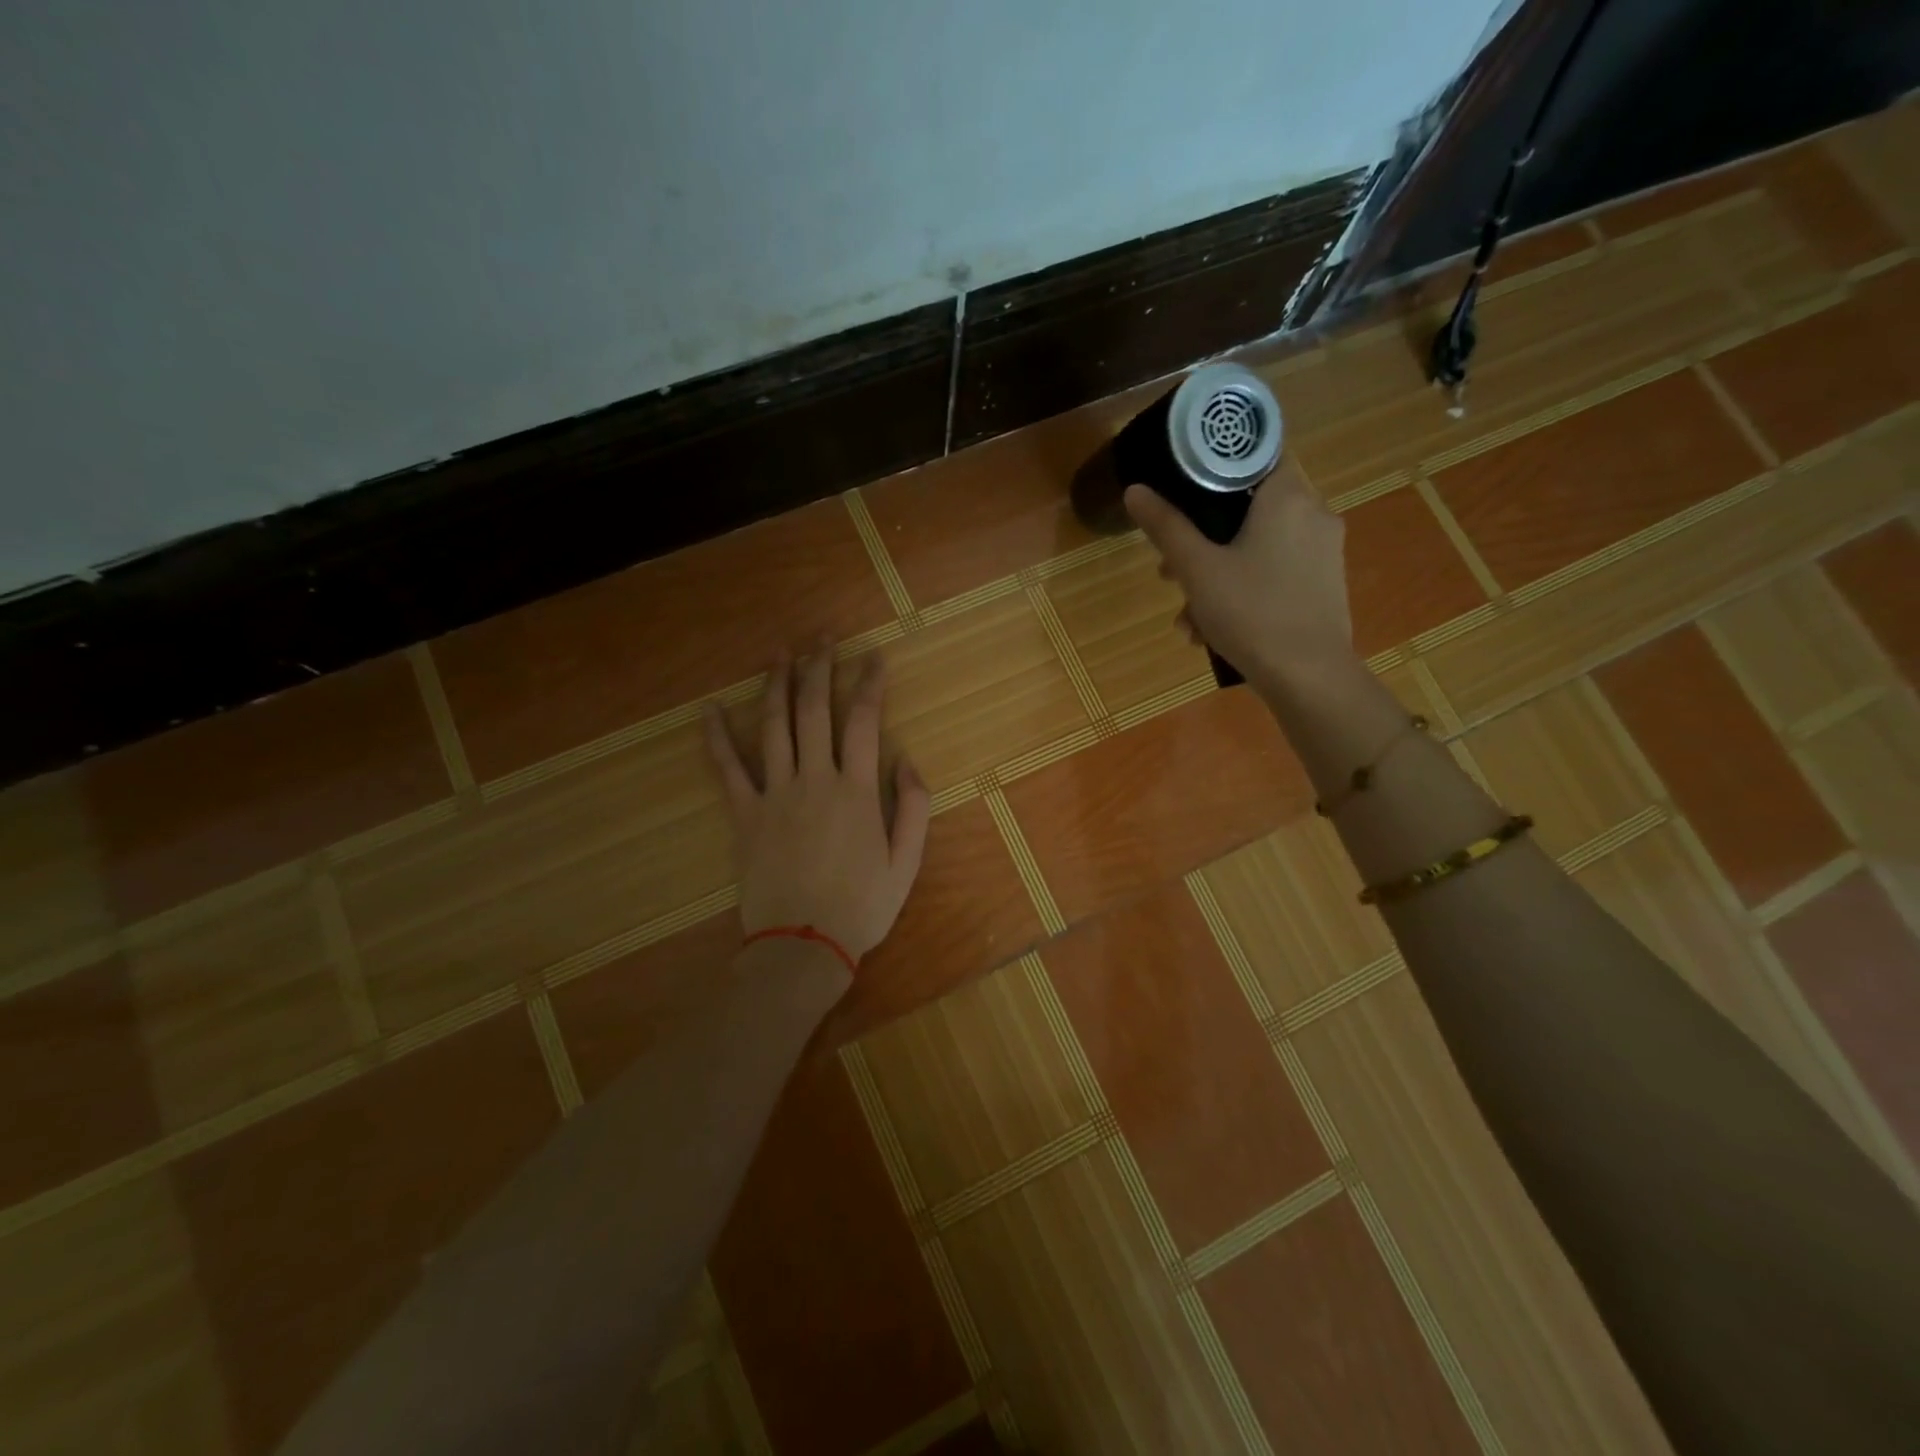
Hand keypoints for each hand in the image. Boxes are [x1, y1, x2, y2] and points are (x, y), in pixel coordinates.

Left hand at [702, 642, 930, 972]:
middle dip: (819, 667)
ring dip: (777, 685)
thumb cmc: (861, 907)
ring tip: (781, 653)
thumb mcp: (906, 862)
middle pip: (814, 710)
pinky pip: (727, 769)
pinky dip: (716, 737)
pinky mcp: (744, 814)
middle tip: (822, 637)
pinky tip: (709, 709)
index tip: (874, 657)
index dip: (869, 683)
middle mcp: (814, 779)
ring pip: (774, 726)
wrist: (803, 945)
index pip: (863, 721)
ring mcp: (775, 794)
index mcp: (856, 790)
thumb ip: (913, 807)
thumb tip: (907, 761)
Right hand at [1124, 470, 1354, 693]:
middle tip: (1169, 570)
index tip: (1184, 488)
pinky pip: (1275, 571)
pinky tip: (1213, 629)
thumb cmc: (1251, 613)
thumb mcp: (1197, 570)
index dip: (1217, 465)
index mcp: (1288, 497)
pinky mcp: (1324, 584)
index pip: (1257, 454)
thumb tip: (1135, 490)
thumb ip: (1166, 527)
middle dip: (1203, 538)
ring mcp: (1323, 552)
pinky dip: (1243, 588)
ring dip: (1216, 573)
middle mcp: (1314, 514)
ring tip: (1187, 615)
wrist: (1309, 677)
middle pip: (1249, 507)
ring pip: (1258, 545)